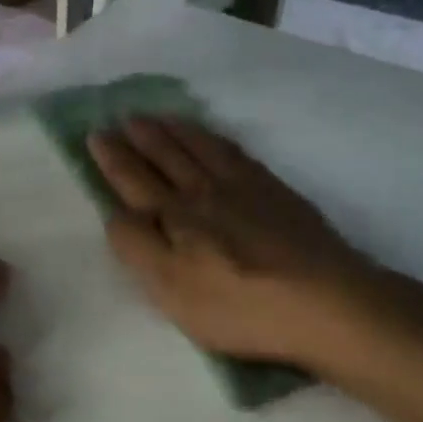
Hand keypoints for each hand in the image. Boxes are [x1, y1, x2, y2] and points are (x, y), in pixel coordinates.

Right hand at [86, 117, 382, 369]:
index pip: (135, 180)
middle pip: (167, 156)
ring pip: (200, 147)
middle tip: (124, 115)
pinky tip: (213, 137)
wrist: (324, 299)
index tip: (98, 133)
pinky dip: (215, 138)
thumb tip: (116, 212)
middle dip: (142, 136)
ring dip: (176, 130)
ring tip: (160, 116)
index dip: (114, 158)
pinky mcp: (275, 191)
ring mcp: (244, 186)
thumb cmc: (240, 306)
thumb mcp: (172, 290)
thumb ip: (138, 248)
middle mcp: (205, 191)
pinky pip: (235, 151)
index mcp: (176, 216)